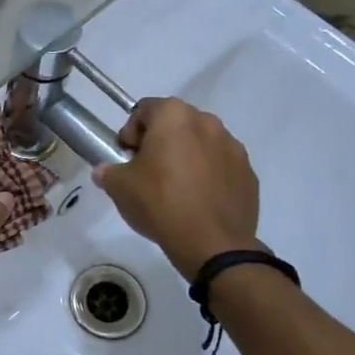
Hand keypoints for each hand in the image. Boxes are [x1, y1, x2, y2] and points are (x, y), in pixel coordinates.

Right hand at [94, 97, 260, 278]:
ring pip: (201, 144)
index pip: (143, 111)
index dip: (130, 133)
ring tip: (176, 189)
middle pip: (175, 124)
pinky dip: (209, 175)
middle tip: (148, 172)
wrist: (212, 243)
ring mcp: (233, 147)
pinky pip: (221, 166)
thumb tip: (105, 171)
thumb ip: (108, 171)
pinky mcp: (248, 173)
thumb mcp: (119, 186)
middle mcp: (207, 122)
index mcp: (174, 116)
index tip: (126, 158)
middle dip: (160, 142)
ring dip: (186, 157)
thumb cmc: (160, 203)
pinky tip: (198, 201)